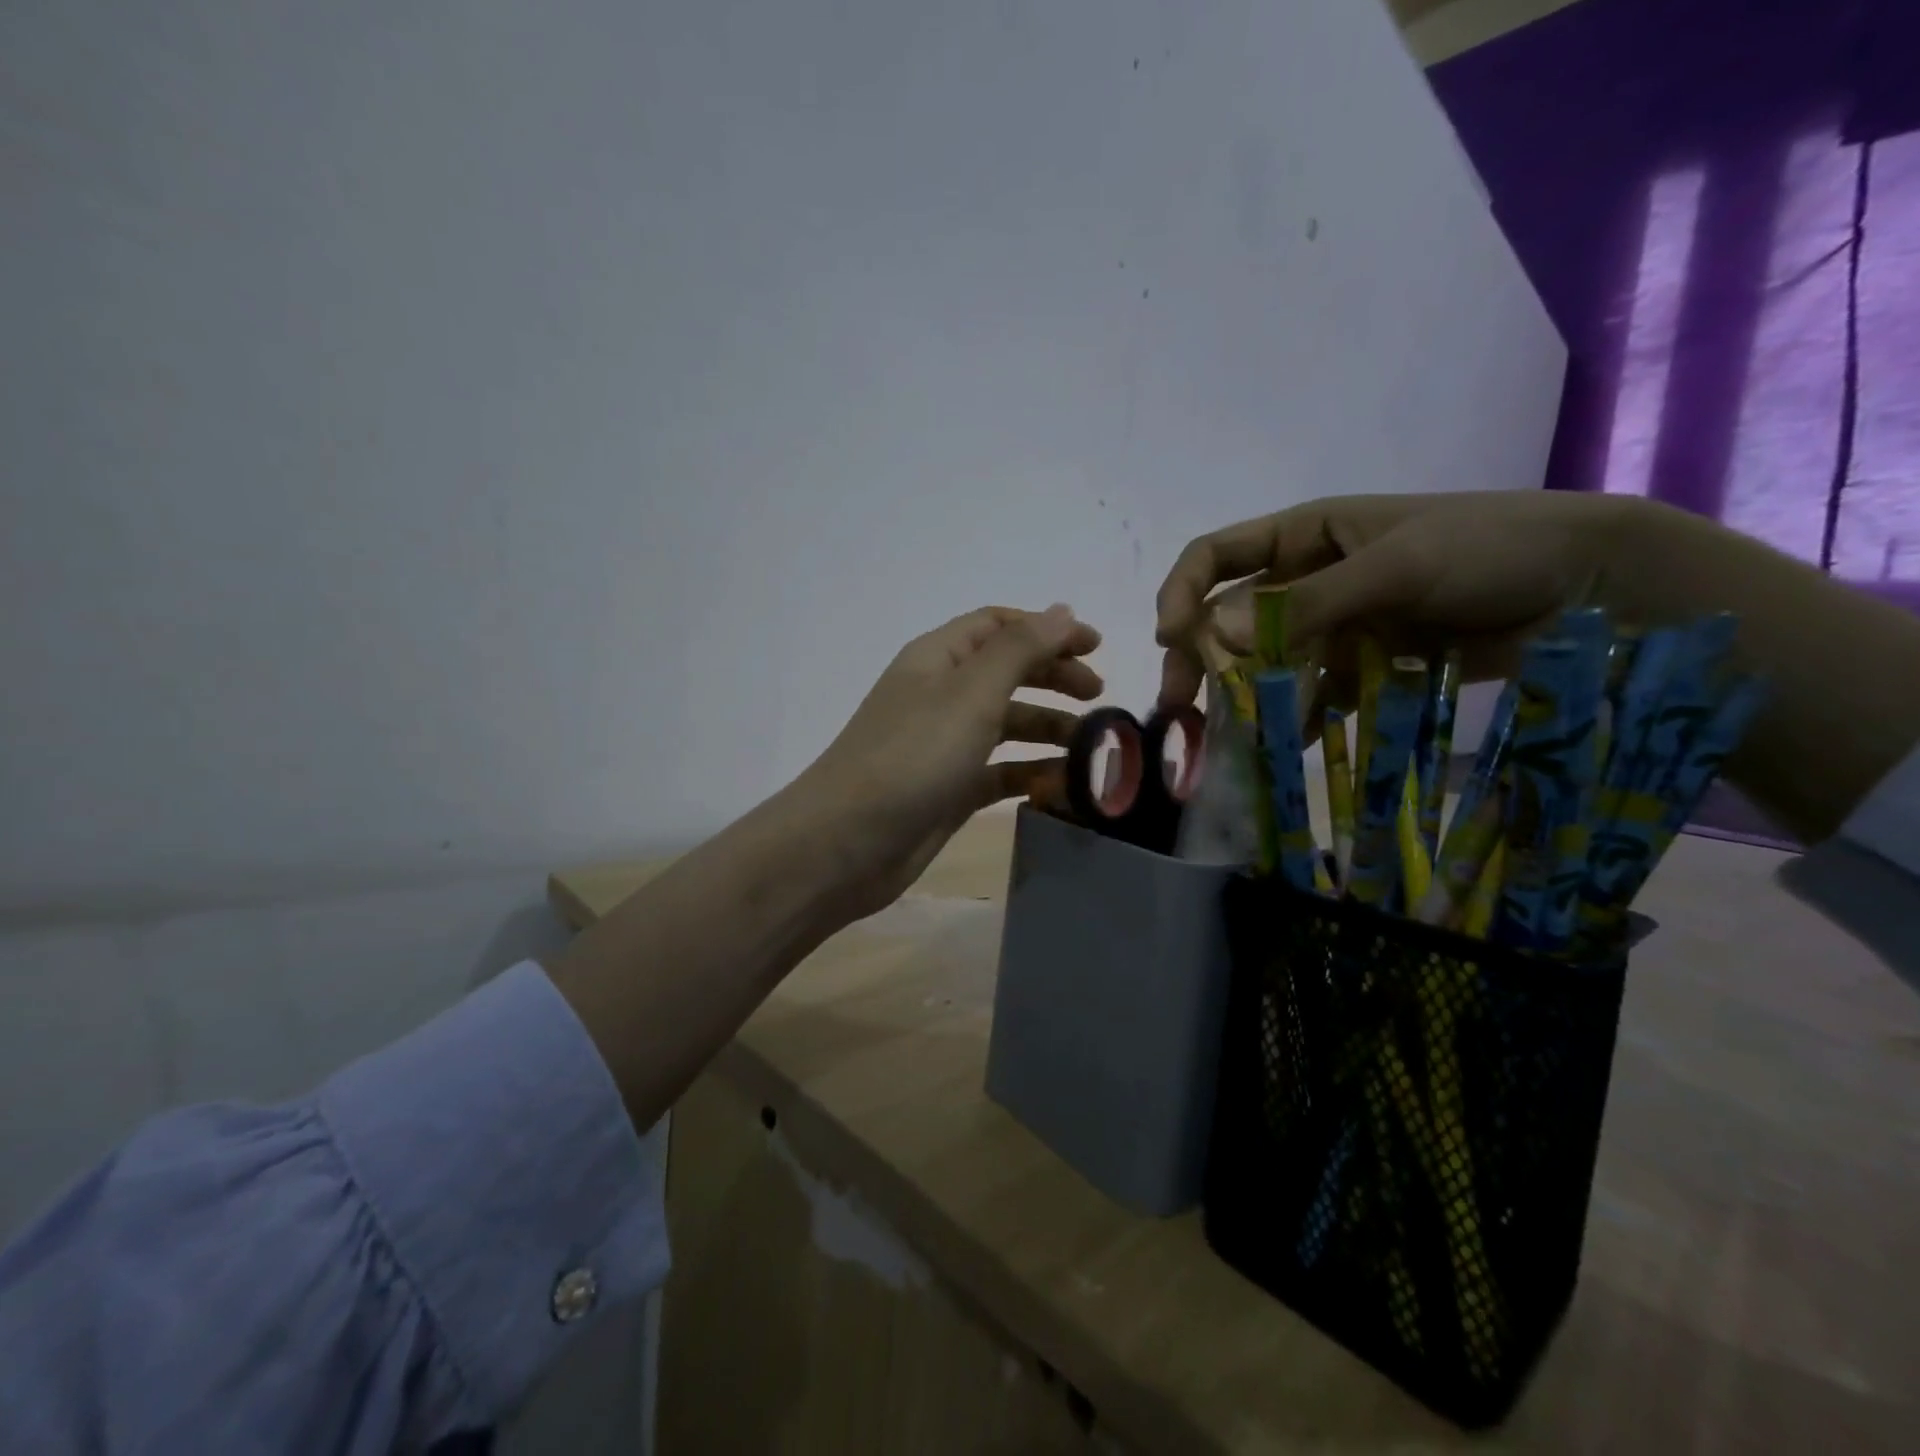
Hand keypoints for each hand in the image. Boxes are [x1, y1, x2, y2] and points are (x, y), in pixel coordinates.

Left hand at [795, 604, 1101, 917]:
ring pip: (1007, 724)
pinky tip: (1065, 784)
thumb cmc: (913, 755)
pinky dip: (1032, 772)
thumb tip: (1062, 610)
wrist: (847, 843)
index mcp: (939, 658)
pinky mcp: (949, 790)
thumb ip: (1020, 649)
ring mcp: (944, 745)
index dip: (1048, 630)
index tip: (1097, 648)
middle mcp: (941, 695)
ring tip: (1092, 745)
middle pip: (1007, 672)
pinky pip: (1000, 771)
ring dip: (1049, 728)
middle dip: (1054, 677)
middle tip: (1099, 697)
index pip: (999, 626)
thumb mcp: (971, 692)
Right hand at [1154, 490, 1637, 708]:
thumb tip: (1213, 635)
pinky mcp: (1362, 666)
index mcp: (1305, 535)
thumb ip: (1308, 603)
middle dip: (1200, 659)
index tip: (1171, 637)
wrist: (1593, 586)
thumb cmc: (1490, 547)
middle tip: (1181, 707)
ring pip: (1265, 662)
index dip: (1183, 592)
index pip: (1216, 556)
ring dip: (1243, 697)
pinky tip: (1284, 744)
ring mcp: (1334, 626)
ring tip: (1230, 739)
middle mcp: (1307, 579)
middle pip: (1229, 618)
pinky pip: (1311, 692)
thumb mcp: (1397, 565)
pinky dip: (1294, 717)